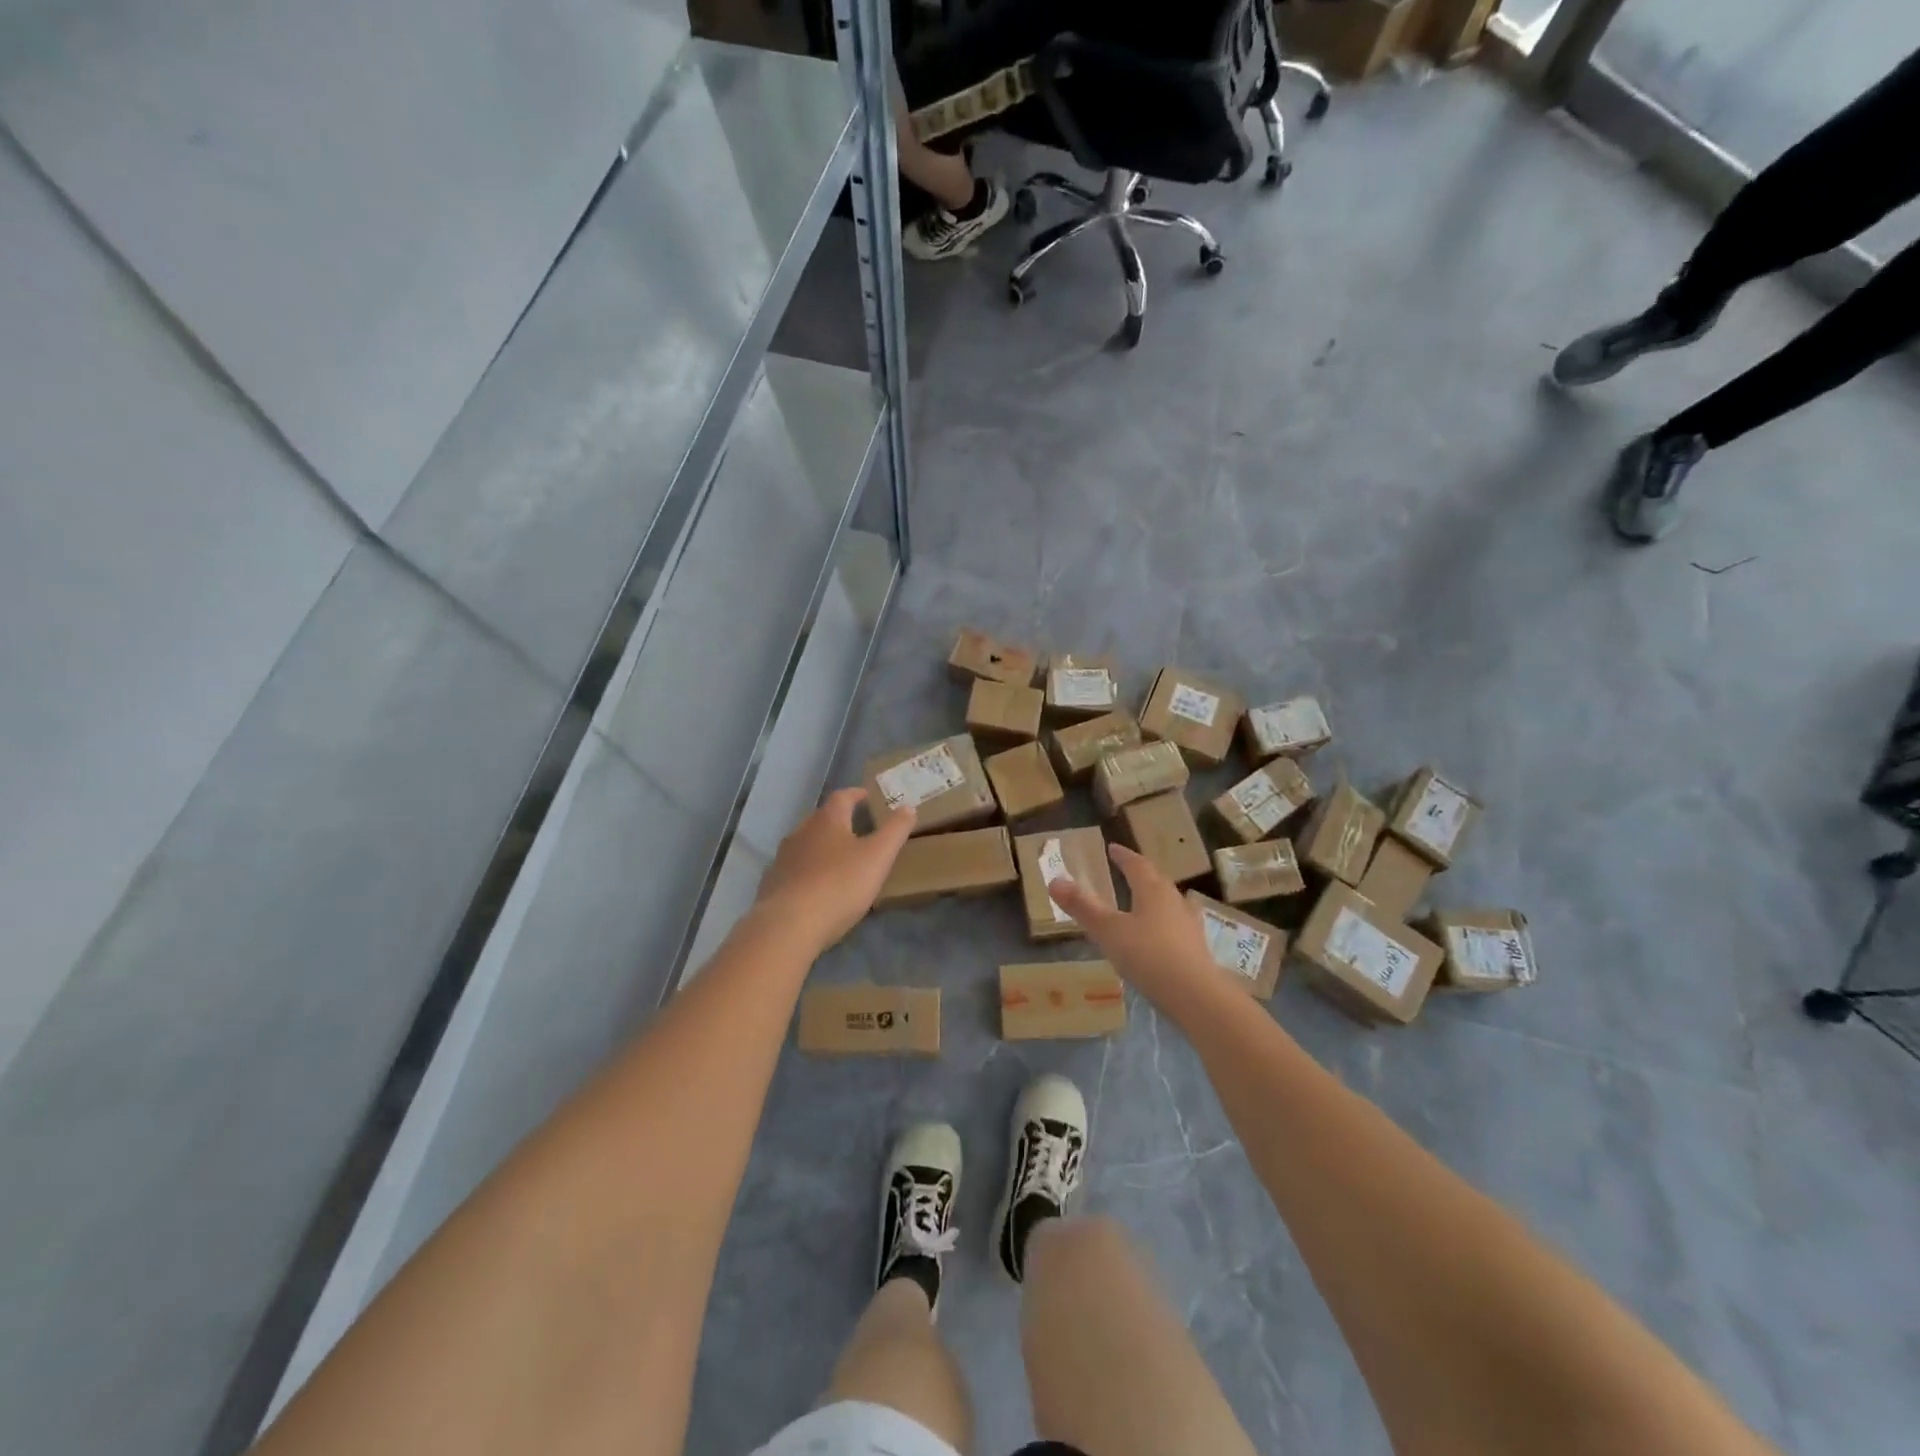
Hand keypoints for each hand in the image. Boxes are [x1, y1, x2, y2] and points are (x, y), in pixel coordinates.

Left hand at [754, 788, 914, 951]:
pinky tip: (816, 887)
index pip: (842, 797)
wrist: (789, 925)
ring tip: (839, 859)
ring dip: (822, 847)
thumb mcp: (878, 857)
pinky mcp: (773, 883)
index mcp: (827, 821)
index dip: (856, 795)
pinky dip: (808, 871)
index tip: (867, 796)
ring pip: (806, 844)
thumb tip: (908, 807)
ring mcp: (783, 858)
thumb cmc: (839, 884)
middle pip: (821, 819)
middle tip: (858, 829)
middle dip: (839, 821)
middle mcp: (801, 832)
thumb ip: (895, 831)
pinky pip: (794, 869)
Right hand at [1048, 843, 1223, 1010]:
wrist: (1196, 995)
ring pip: (1172, 902)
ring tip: (1147, 902)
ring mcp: (1189, 925)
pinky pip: (1179, 926)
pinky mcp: (1197, 949)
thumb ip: (1082, 906)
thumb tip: (1054, 880)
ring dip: (1158, 898)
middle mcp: (1174, 901)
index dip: (1123, 856)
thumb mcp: (1107, 931)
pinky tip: (1164, 936)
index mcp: (1152, 890)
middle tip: (1128, 872)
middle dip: (1141, 874)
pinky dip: (1167, 924)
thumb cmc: (1148, 955)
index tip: (1113, 848)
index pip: (1137, 865)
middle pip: (1157, 881)